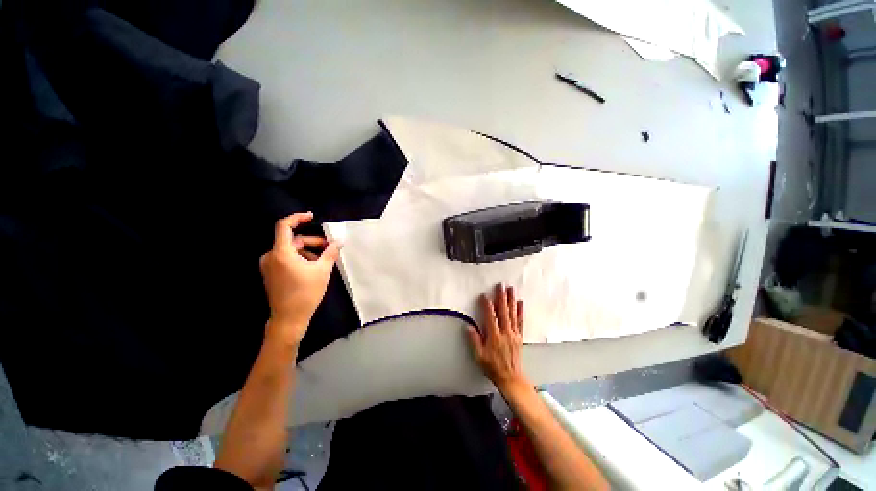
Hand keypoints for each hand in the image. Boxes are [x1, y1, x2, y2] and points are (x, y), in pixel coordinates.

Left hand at [260, 212, 340, 347]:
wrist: (289, 318)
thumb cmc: (306, 293)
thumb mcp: (322, 271)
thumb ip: (330, 253)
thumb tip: (338, 242)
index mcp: (281, 253)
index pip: (284, 226)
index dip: (297, 218)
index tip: (311, 216)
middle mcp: (271, 256)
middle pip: (292, 240)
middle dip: (312, 241)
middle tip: (328, 247)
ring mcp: (269, 266)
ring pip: (291, 250)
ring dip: (308, 251)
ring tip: (323, 260)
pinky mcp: (271, 273)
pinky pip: (286, 259)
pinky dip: (300, 258)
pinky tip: (313, 267)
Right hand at [466, 284, 527, 391]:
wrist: (511, 378)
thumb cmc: (493, 367)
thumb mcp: (479, 357)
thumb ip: (474, 341)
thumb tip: (468, 327)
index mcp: (494, 337)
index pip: (490, 317)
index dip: (487, 306)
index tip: (484, 295)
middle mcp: (505, 332)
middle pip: (503, 311)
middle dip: (501, 297)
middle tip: (501, 285)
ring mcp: (513, 333)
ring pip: (512, 313)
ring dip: (511, 300)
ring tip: (511, 289)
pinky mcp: (518, 336)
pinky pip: (520, 321)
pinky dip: (520, 311)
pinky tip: (520, 303)